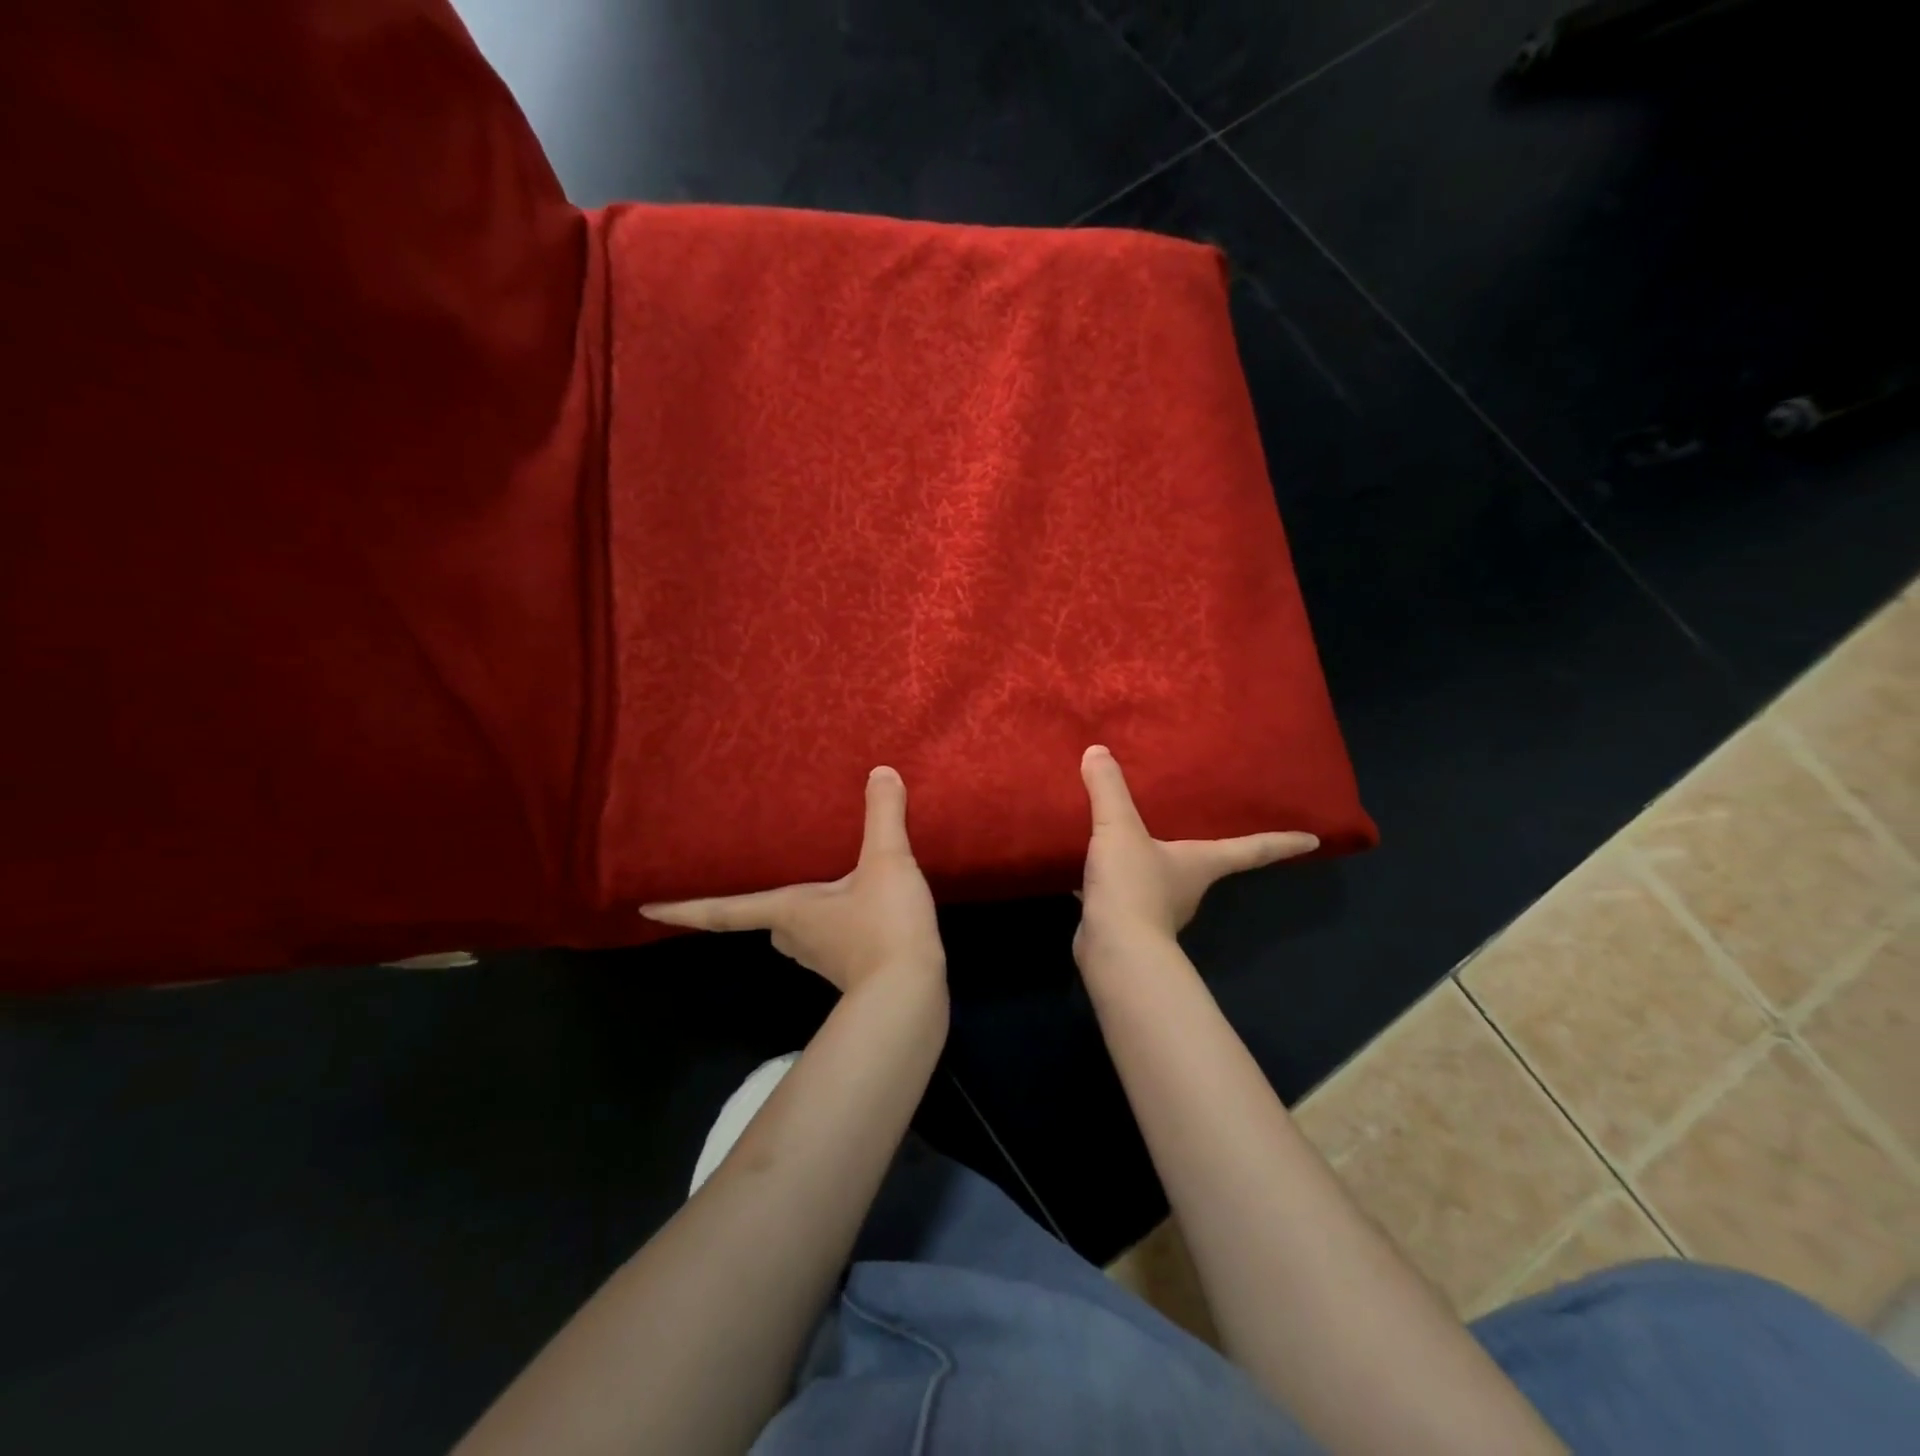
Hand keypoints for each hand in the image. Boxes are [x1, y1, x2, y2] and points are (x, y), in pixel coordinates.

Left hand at [639, 766, 945, 994]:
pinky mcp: (852, 969)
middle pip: (763, 919)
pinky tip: (857, 905)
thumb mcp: (886, 862)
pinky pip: (829, 937)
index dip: (683, 908)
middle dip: (753, 903)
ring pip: (797, 929)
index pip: (723, 910)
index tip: (644, 910)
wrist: (911, 995)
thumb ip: (882, 815)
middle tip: (749, 878)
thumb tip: (880, 770)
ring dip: (797, 911)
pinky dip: (833, 920)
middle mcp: (796, 936)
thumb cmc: (883, 926)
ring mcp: (823, 958)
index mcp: (789, 911)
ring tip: (811, 884)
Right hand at [1072, 745, 1318, 968]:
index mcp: (1200, 863)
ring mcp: (1159, 908)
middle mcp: (1188, 886)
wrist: (1113, 950)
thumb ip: (1110, 790)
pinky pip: (1125, 892)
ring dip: (1152, 862)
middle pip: (1205, 863)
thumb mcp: (1119, 829)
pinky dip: (1115, 880)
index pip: (1251, 850)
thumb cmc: (1134, 886)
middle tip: (1198, 821)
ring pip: (1160, 878)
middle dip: (1204, 847)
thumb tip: (1097, 750)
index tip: (1313, 840)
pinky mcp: (1128, 921)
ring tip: (1133, 837)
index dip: (1281, 842)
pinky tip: (1093, 868)